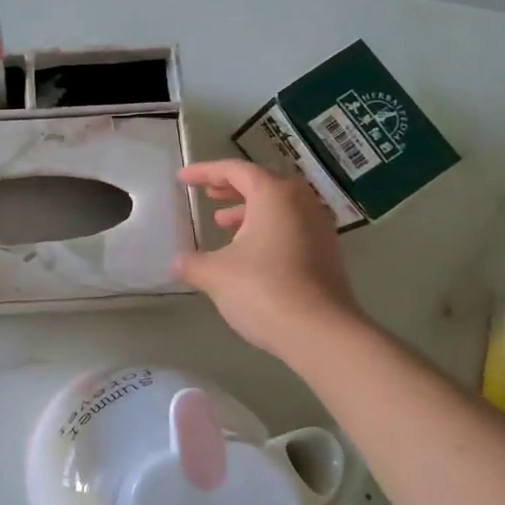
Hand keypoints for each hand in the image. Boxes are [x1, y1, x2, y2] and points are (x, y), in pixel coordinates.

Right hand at [176, 159, 365, 358]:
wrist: (321, 334)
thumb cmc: (263, 290)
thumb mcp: (216, 275)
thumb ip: (192, 263)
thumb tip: (177, 263)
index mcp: (274, 195)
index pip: (236, 170)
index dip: (206, 172)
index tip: (182, 179)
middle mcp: (301, 203)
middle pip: (263, 184)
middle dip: (232, 188)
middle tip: (209, 195)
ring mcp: (320, 229)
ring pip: (280, 207)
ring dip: (250, 211)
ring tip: (223, 225)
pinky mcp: (327, 254)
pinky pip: (292, 227)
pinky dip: (267, 230)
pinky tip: (249, 254)